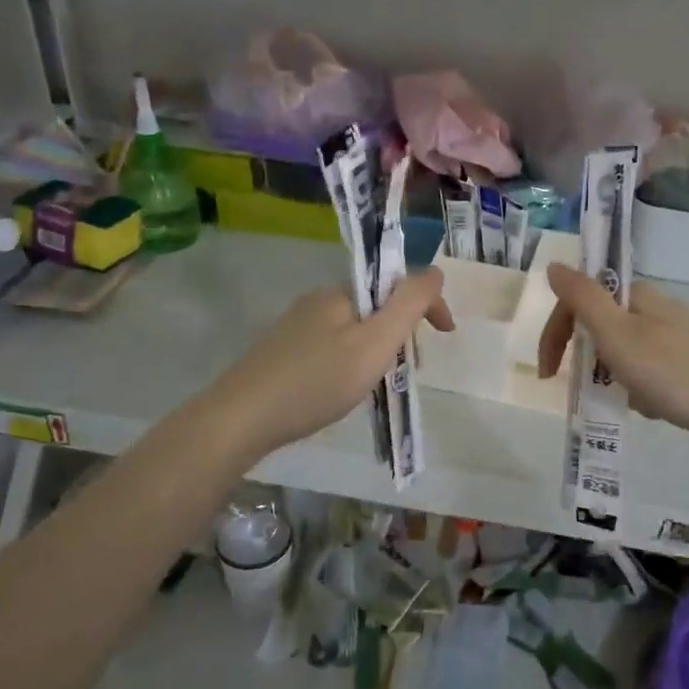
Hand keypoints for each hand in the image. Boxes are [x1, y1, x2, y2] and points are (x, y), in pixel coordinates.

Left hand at [201, 270, 453, 463]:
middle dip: (402, 333)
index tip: (447, 335)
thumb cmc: (317, 381)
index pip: (397, 284)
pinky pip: (333, 348)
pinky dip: (353, 363)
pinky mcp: (283, 352)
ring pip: (355, 331)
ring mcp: (297, 327)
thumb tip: (435, 270)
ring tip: (380, 387)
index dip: (428, 304)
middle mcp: (318, 301)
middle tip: (410, 371)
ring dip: (378, 351)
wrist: (242, 418)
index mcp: (341, 293)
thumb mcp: (375, 342)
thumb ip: (409, 305)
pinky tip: (346, 391)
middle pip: (377, 307)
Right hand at [537, 262, 688, 451]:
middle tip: (584, 389)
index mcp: (637, 296)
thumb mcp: (617, 334)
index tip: (549, 374)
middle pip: (601, 327)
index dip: (555, 334)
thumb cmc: (672, 372)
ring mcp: (677, 336)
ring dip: (611, 376)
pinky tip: (649, 407)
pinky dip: (637, 388)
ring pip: (623, 351)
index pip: (579, 302)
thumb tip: (555, 265)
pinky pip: (647, 371)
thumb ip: (582, 298)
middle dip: (586, 358)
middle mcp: (656, 308)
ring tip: (623, 401)